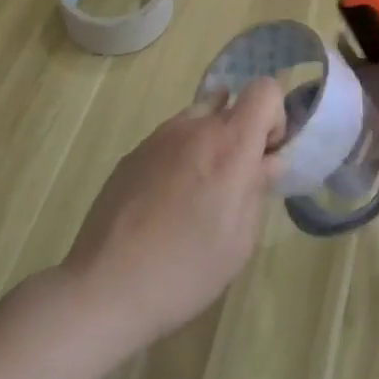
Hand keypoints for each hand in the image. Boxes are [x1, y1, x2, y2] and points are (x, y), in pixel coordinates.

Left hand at [63, 77, 284, 350]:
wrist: (104, 289)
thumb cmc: (186, 269)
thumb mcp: (240, 240)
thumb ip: (258, 189)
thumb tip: (268, 162)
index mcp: (230, 144)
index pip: (265, 89)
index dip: (274, 116)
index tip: (265, 155)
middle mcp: (195, 128)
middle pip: (231, 105)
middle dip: (241, 134)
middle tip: (233, 182)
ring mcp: (158, 138)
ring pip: (198, 119)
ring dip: (209, 143)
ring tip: (196, 192)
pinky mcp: (131, 155)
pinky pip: (170, 141)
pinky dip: (179, 158)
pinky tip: (164, 204)